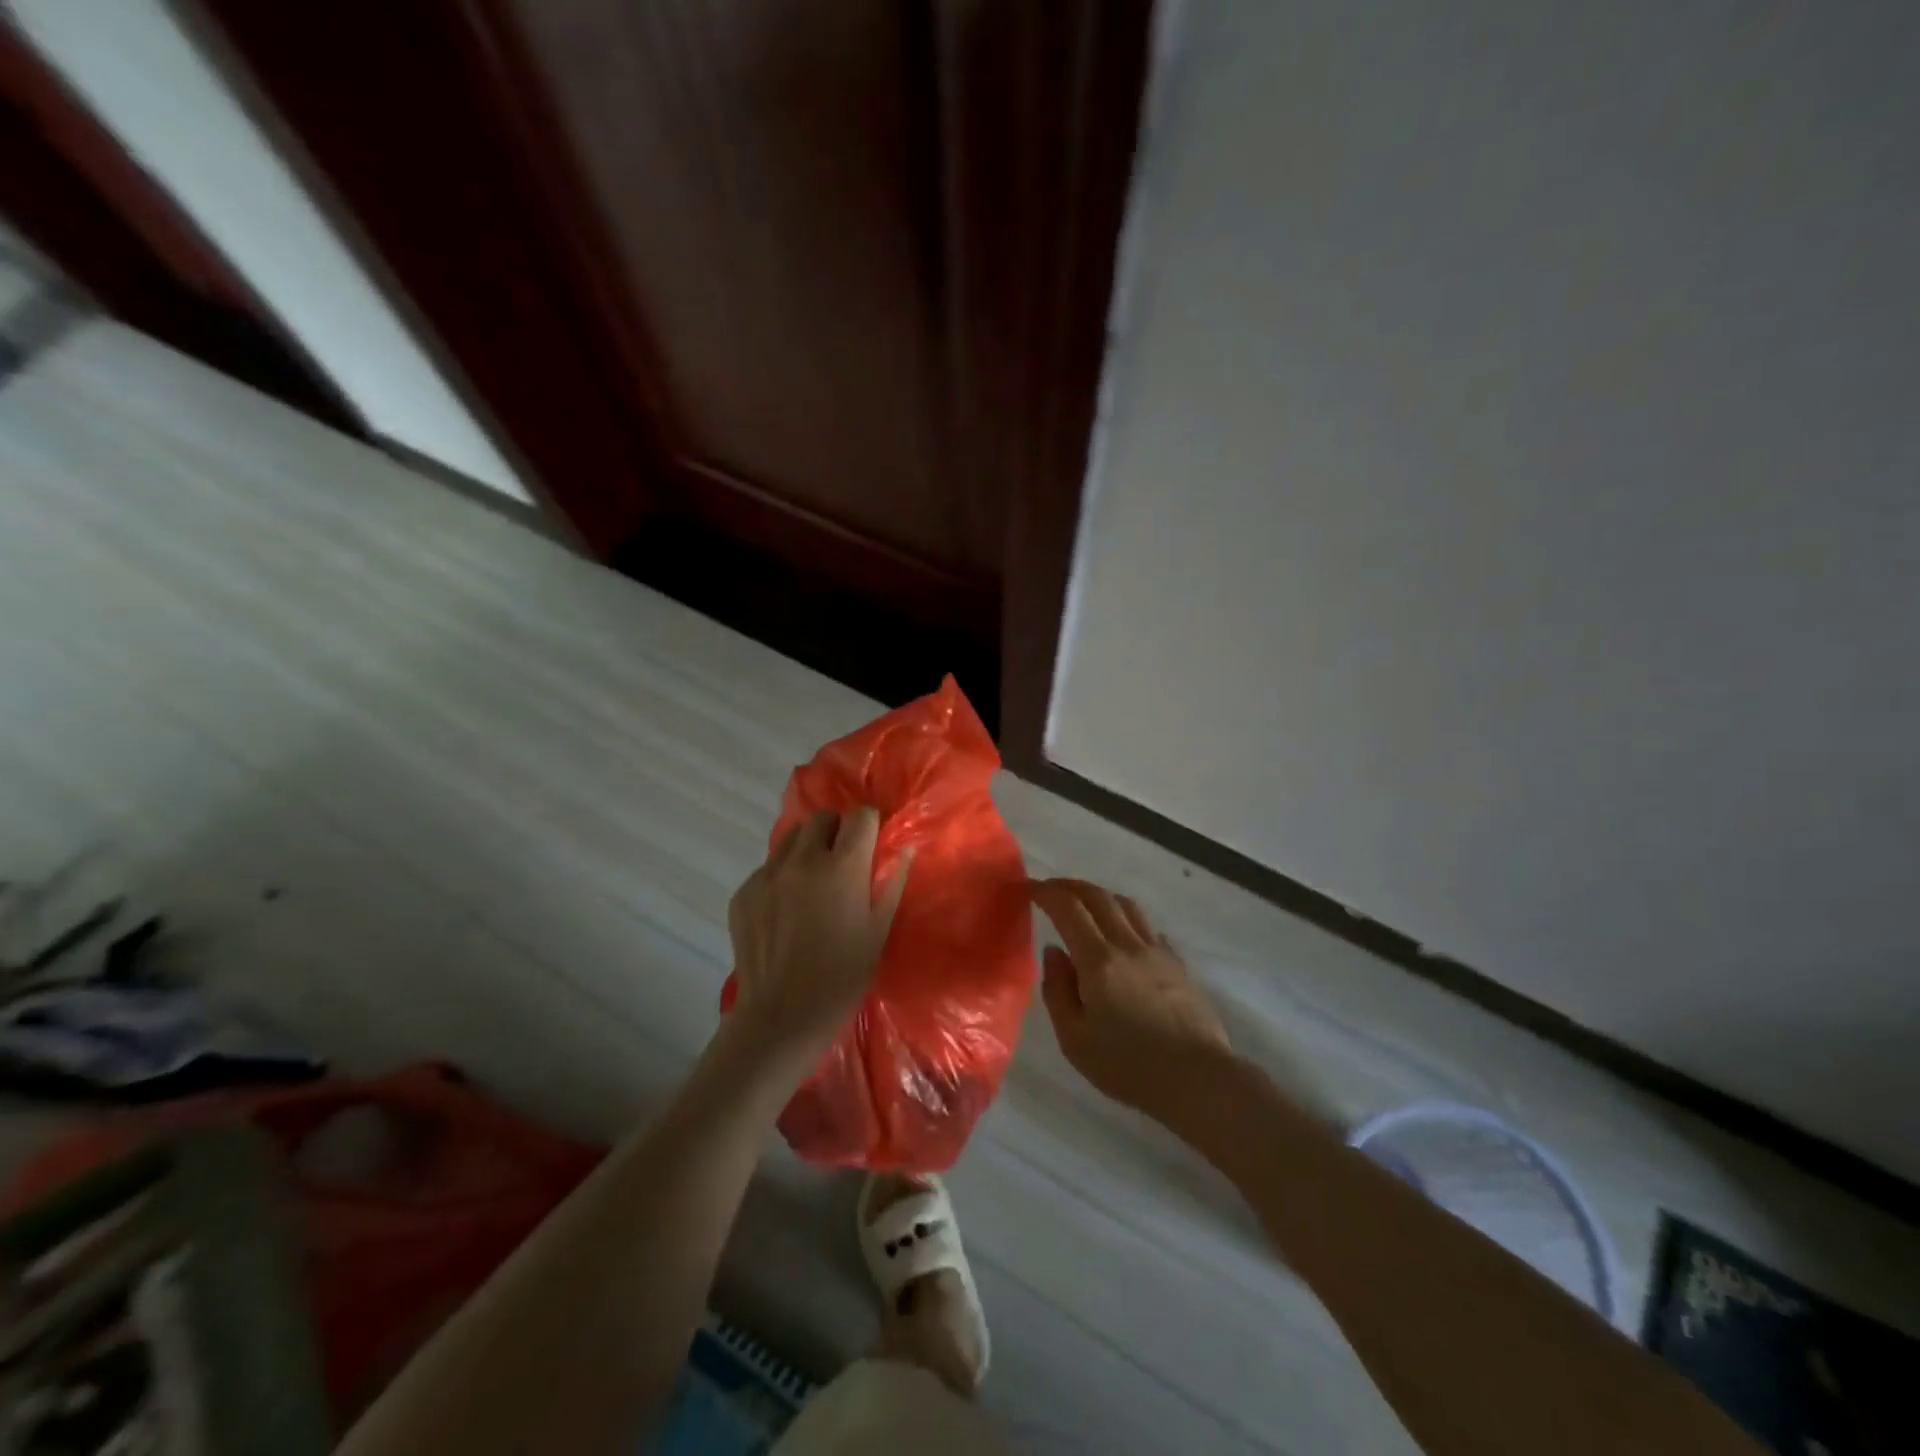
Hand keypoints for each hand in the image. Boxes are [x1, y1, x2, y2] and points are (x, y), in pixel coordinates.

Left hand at [727, 806, 909, 1059]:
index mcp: (842, 867)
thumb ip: (892, 881)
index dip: (870, 826)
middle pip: (822, 819)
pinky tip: (786, 911)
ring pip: (790, 839)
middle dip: (836, 832)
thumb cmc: (842, 977)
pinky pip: (767, 869)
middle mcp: (802, 861)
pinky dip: (781, 878)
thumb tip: (904, 847)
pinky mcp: (743, 893)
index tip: (872, 843)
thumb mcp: (879, 930)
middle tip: (842, 864)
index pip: (861, 816)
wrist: (781, 1018)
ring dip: (807, 849)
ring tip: (812, 884)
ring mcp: (767, 875)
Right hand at [1031, 878, 1231, 1120]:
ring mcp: (1158, 951)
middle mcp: (1128, 944)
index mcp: (1098, 960)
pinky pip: (1147, 927)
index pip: (1068, 908)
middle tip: (1050, 890)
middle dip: (1070, 887)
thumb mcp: (1075, 1040)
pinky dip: (1126, 919)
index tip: (1028, 889)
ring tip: (1085, 905)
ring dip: (1100, 896)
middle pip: (1098, 896)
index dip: (1046, 893)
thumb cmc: (1129, 1065)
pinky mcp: (1178, 964)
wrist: (1198, 1079)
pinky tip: (1123, 935)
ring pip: (1126, 905)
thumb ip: (1057, 991)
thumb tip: (1053, 952)